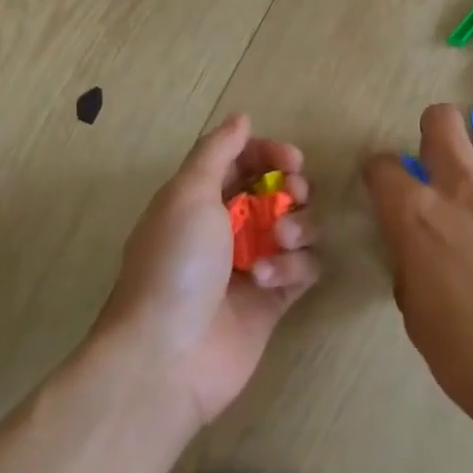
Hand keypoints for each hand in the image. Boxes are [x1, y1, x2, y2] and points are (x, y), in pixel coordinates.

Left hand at [100, 114, 318, 427]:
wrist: (167, 356)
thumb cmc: (175, 264)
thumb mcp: (187, 194)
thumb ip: (217, 151)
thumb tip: (242, 117)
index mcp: (200, 199)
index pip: (244, 160)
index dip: (270, 153)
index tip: (291, 160)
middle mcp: (228, 227)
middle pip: (279, 191)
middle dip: (294, 188)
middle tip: (294, 194)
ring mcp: (254, 263)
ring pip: (298, 227)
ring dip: (297, 227)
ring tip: (280, 241)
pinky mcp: (275, 299)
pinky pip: (305, 268)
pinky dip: (294, 267)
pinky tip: (270, 281)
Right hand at [363, 105, 472, 441]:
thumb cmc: (468, 356)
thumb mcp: (416, 313)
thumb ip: (411, 261)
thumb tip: (419, 246)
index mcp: (417, 215)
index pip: (382, 165)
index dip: (380, 175)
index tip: (385, 189)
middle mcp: (464, 188)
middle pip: (442, 120)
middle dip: (431, 133)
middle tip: (435, 166)